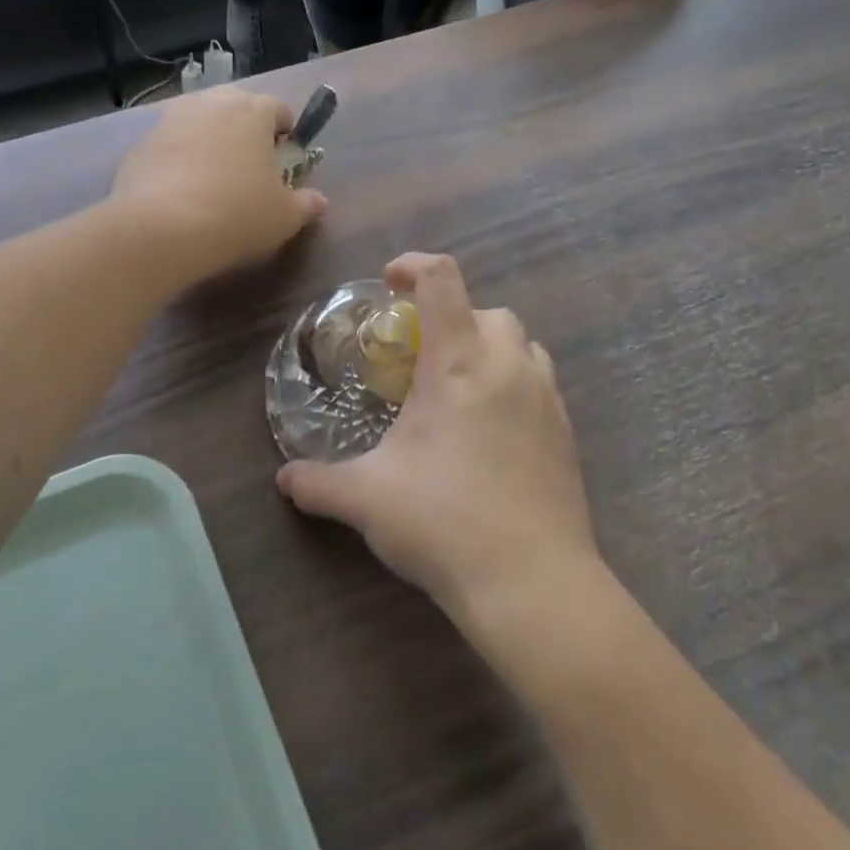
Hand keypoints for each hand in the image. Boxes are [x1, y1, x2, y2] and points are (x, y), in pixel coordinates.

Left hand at [110, 87, 327, 284]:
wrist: (161, 229)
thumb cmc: (236, 215)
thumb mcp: (283, 218)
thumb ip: (305, 204)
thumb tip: (319, 201)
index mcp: (253, 111)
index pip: (278, 108)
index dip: (285, 132)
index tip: (284, 158)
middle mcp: (211, 104)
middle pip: (235, 106)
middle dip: (245, 129)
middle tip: (249, 165)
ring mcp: (170, 120)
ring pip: (199, 122)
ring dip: (208, 141)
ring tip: (212, 178)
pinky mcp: (140, 144)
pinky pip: (169, 145)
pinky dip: (178, 159)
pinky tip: (180, 192)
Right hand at [277, 254, 601, 629]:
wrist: (533, 583)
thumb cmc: (443, 522)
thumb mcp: (365, 499)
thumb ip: (316, 483)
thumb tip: (283, 479)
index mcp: (459, 363)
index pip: (443, 281)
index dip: (414, 265)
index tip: (389, 281)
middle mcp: (507, 367)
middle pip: (488, 310)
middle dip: (452, 317)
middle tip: (419, 353)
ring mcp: (546, 399)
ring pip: (522, 344)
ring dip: (489, 347)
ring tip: (458, 386)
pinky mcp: (566, 434)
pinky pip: (540, 383)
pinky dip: (512, 383)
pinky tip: (489, 429)